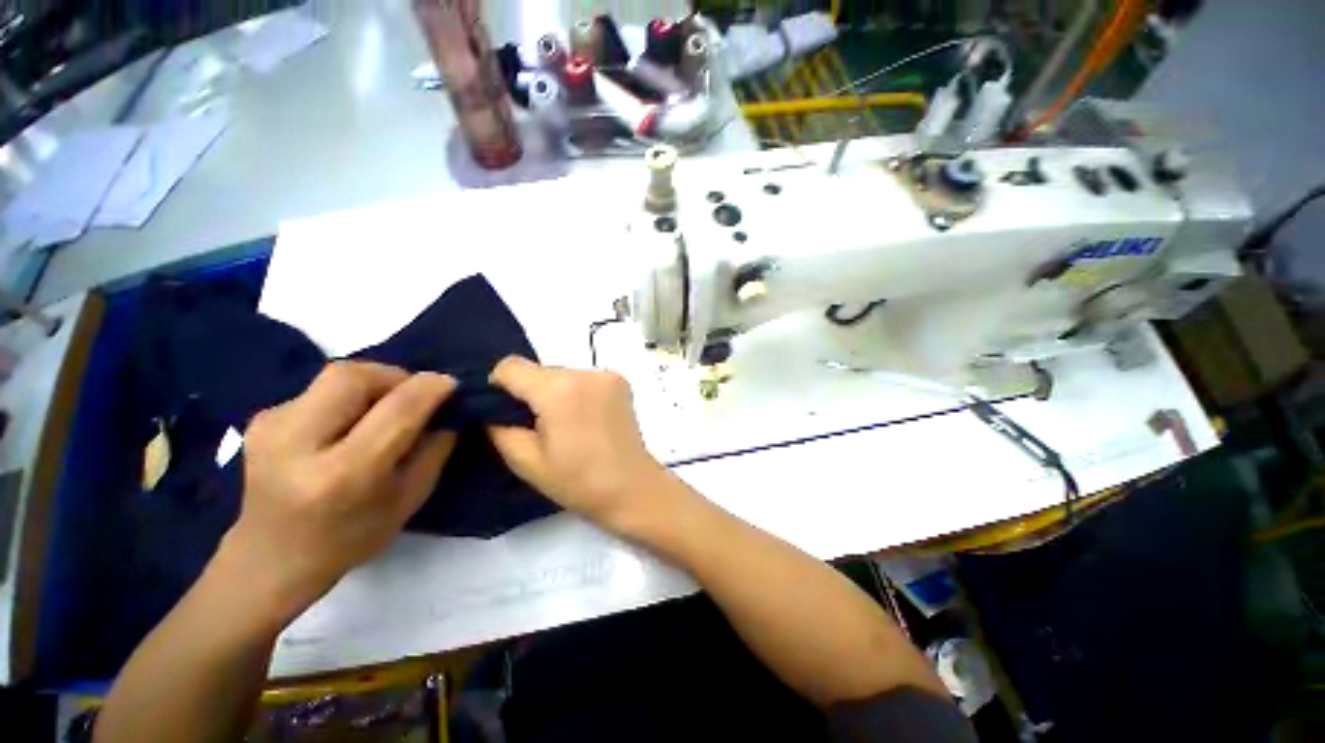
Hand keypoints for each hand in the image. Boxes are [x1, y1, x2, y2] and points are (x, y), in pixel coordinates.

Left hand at [220, 362, 457, 620]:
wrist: (271, 560)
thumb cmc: (351, 538)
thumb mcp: (410, 498)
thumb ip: (435, 448)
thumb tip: (450, 407)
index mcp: (343, 474)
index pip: (395, 410)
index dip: (429, 388)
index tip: (451, 384)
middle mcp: (297, 443)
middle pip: (353, 376)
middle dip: (395, 376)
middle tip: (414, 395)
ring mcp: (271, 428)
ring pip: (336, 375)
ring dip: (374, 382)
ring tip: (386, 407)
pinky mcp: (262, 419)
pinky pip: (320, 388)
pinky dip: (350, 395)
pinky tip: (352, 421)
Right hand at [487, 356, 677, 535]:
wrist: (632, 488)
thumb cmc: (578, 481)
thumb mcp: (526, 460)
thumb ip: (499, 426)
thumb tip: (492, 408)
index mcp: (558, 389)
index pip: (510, 366)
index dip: (499, 387)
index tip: (504, 412)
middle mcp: (585, 372)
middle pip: (539, 371)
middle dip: (530, 393)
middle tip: (538, 427)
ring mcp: (607, 375)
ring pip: (562, 374)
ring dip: (555, 393)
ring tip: (565, 427)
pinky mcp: (621, 382)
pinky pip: (584, 379)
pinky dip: (576, 393)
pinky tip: (585, 420)